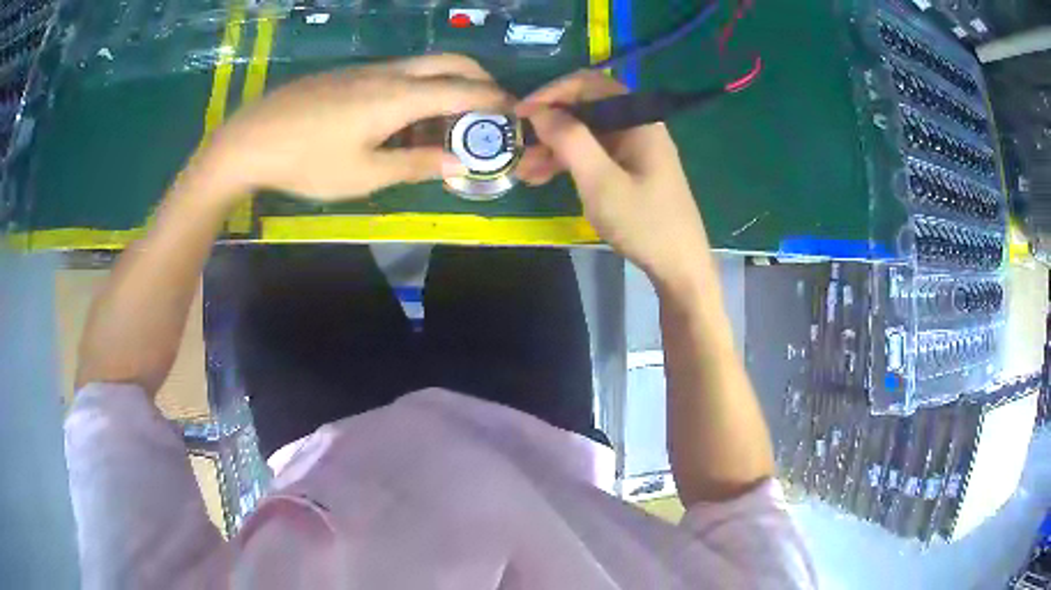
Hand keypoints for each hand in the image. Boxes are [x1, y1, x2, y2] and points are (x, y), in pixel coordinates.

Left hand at [204, 54, 511, 200]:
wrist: (250, 139)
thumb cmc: (307, 162)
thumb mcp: (364, 175)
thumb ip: (416, 164)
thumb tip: (460, 162)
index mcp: (398, 96)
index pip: (462, 90)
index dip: (493, 100)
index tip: (514, 112)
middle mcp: (389, 73)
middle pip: (449, 61)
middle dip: (479, 77)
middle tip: (490, 104)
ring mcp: (366, 69)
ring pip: (423, 65)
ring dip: (447, 82)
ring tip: (448, 118)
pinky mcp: (347, 74)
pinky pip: (396, 72)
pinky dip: (418, 86)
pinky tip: (404, 115)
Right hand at [515, 71, 711, 288]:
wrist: (679, 267)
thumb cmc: (644, 223)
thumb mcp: (601, 181)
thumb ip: (570, 140)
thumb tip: (539, 110)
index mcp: (638, 120)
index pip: (590, 85)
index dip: (553, 92)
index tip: (522, 111)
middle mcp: (637, 127)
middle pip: (586, 110)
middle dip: (549, 125)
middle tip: (518, 145)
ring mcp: (633, 150)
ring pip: (586, 135)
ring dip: (554, 148)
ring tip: (524, 171)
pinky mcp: (629, 170)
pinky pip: (593, 156)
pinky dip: (569, 163)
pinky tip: (543, 178)